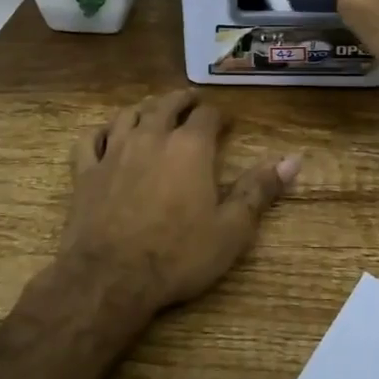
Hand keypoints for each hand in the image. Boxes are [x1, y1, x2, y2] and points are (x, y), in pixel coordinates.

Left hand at [61, 90, 300, 318]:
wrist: (110, 278)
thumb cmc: (178, 254)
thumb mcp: (231, 229)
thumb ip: (260, 189)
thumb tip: (293, 159)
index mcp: (190, 147)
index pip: (207, 114)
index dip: (218, 114)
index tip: (226, 121)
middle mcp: (152, 137)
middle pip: (167, 104)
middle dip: (183, 100)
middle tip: (191, 101)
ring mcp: (114, 152)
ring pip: (128, 115)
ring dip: (144, 109)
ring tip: (152, 111)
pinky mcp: (85, 172)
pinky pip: (90, 140)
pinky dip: (100, 132)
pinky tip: (105, 136)